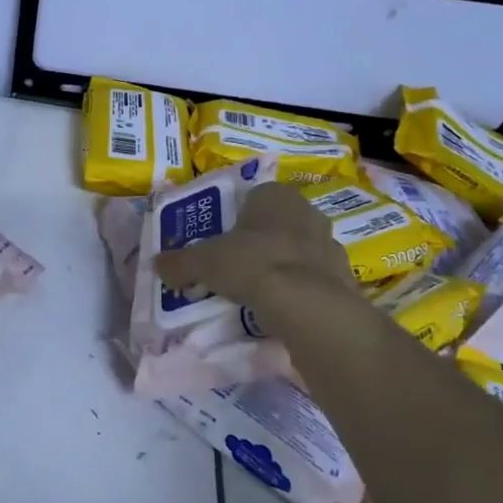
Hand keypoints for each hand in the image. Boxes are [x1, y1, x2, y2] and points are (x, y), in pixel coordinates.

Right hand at [154, 182, 356, 310]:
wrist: (307, 304)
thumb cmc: (252, 264)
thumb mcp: (203, 263)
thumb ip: (179, 263)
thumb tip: (157, 266)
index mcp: (275, 195)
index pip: (252, 198)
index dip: (233, 220)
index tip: (220, 243)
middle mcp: (307, 211)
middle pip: (275, 224)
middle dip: (258, 242)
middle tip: (235, 267)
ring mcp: (331, 243)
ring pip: (296, 251)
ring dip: (280, 266)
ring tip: (256, 292)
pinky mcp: (344, 276)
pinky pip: (313, 279)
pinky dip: (298, 289)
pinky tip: (281, 308)